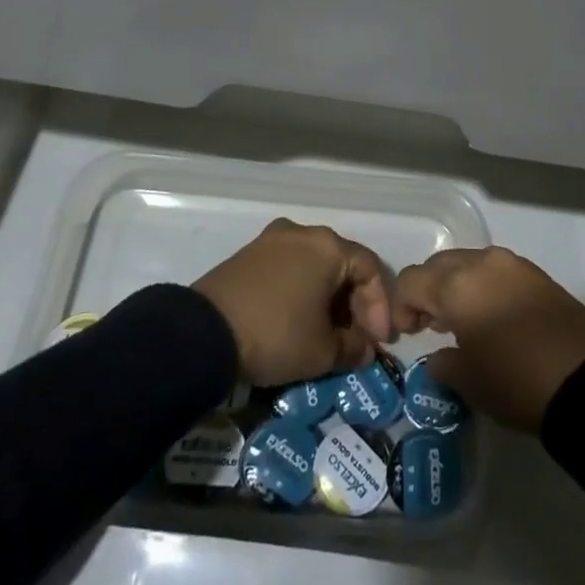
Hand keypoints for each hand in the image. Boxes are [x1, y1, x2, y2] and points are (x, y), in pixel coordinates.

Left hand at [193, 219, 393, 385]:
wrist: (204, 333)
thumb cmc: (276, 334)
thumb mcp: (322, 352)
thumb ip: (353, 348)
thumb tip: (364, 349)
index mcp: (328, 246)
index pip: (370, 269)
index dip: (379, 306)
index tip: (377, 341)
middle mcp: (302, 232)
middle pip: (342, 264)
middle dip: (353, 303)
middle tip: (355, 338)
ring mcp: (271, 240)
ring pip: (313, 266)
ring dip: (327, 298)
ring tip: (326, 332)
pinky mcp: (248, 254)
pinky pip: (288, 268)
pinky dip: (301, 291)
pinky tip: (298, 320)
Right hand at [393, 247, 584, 432]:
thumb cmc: (516, 381)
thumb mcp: (469, 381)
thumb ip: (442, 363)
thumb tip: (438, 356)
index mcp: (456, 284)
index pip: (411, 280)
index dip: (400, 307)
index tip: (406, 336)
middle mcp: (481, 263)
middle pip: (438, 266)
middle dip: (427, 292)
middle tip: (429, 327)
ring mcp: (512, 264)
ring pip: (467, 264)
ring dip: (455, 287)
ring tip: (461, 323)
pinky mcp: (536, 274)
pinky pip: (495, 271)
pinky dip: (482, 287)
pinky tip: (490, 317)